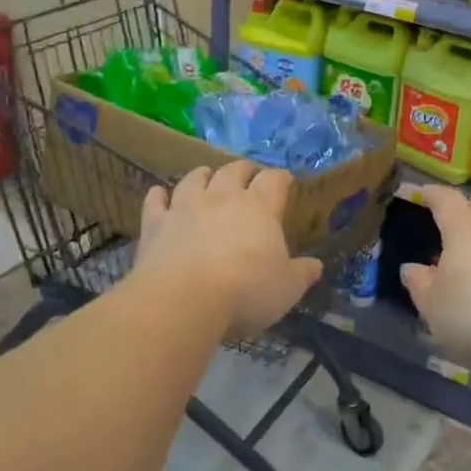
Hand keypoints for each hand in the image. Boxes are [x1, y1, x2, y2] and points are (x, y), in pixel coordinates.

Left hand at [134, 162, 322, 338]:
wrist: (183, 300)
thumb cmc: (245, 292)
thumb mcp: (286, 289)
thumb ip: (302, 274)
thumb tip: (315, 265)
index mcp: (259, 207)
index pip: (274, 180)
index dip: (281, 178)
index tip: (286, 182)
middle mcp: (222, 197)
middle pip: (235, 170)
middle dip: (245, 170)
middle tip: (250, 176)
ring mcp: (185, 207)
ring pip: (195, 178)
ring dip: (203, 175)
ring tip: (207, 176)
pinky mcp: (156, 224)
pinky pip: (156, 201)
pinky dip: (159, 196)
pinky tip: (159, 194)